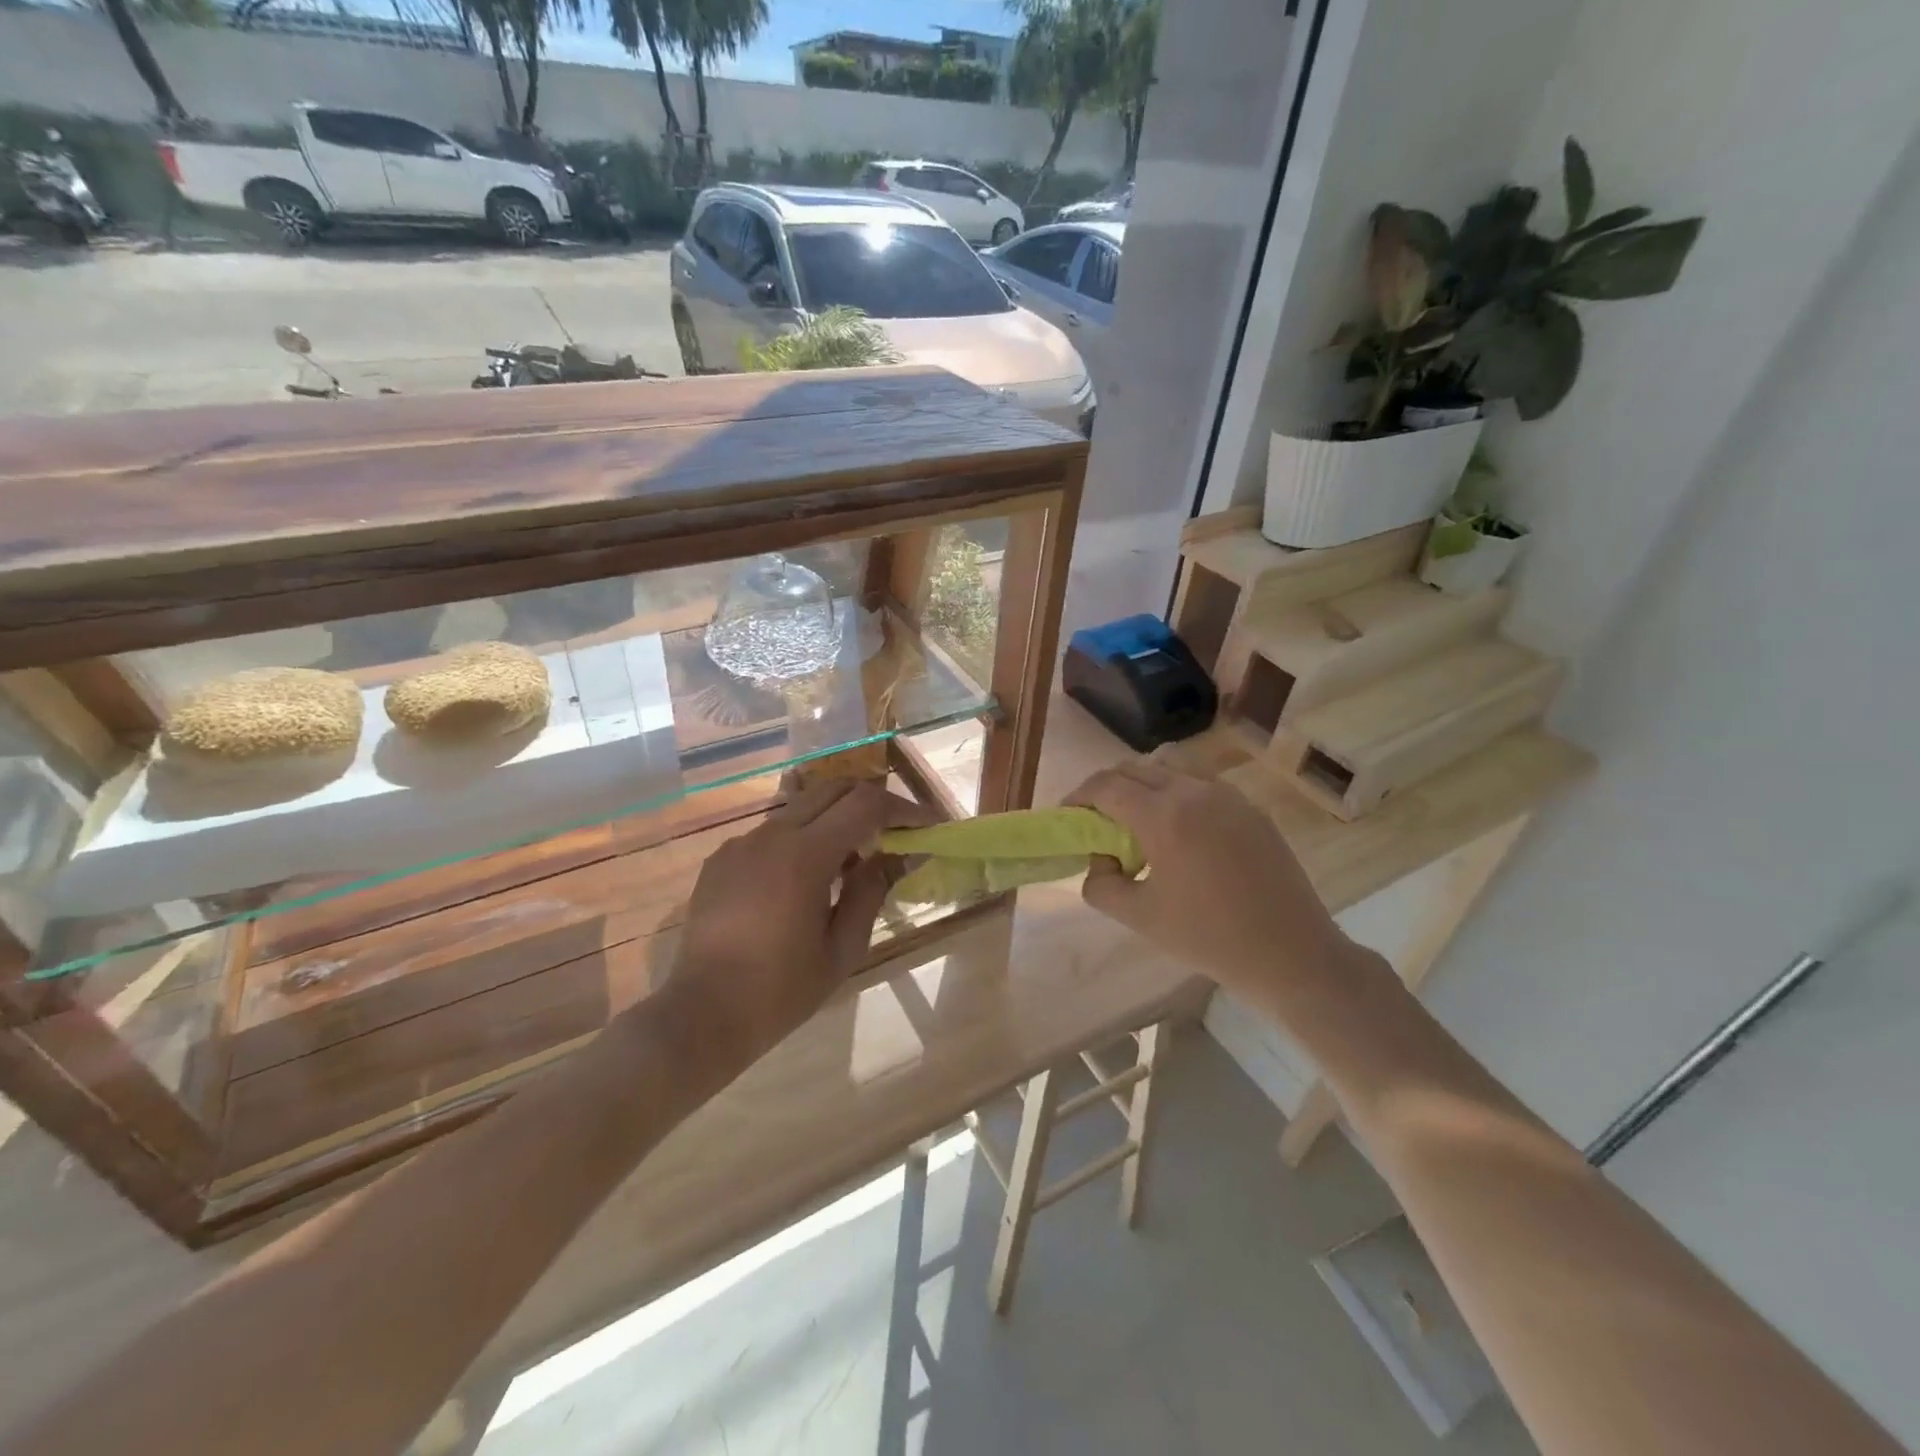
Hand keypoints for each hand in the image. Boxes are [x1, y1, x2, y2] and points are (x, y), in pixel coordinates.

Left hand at [664, 779, 932, 1066]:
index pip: (865, 804)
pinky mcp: (721, 859)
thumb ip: (873, 891)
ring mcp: (741, 843)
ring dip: (834, 820)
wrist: (701, 1015)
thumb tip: (899, 855)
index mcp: (805, 855)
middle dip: (870, 802)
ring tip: (851, 863)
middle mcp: (771, 834)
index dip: (902, 809)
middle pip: (832, 789)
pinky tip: (804, 881)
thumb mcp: (843, 948)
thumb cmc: (781, 990)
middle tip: (894, 832)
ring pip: (800, 808)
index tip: (926, 825)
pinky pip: (772, 834)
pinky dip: (800, 840)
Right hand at [1066, 757, 1362, 1000]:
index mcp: (1164, 816)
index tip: (1067, 815)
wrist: (1291, 955)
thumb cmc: (1208, 938)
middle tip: (1098, 819)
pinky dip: (1177, 792)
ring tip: (1140, 818)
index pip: (1107, 786)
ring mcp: (1228, 796)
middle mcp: (1195, 792)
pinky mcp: (1251, 809)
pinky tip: (1180, 832)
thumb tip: (1100, 859)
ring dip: (1144, 781)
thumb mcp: (1139, 918)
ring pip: (1172, 765)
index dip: (1079, 796)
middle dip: (1108, 787)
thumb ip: (1101, 884)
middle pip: (1136, 767)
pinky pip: (1202, 782)